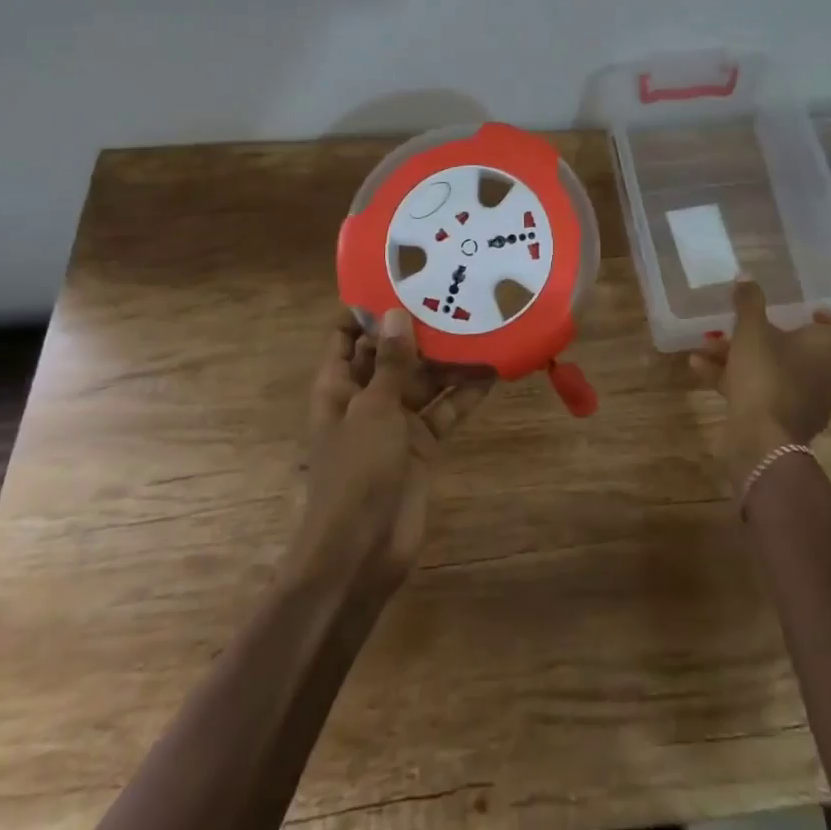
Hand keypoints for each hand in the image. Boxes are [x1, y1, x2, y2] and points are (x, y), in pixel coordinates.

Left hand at [289, 309, 492, 594]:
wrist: (360, 555)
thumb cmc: (354, 473)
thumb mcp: (373, 410)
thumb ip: (391, 363)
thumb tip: (399, 312)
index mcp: (338, 385)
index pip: (346, 334)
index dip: (367, 307)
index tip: (401, 275)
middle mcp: (367, 396)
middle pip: (393, 351)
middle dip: (419, 326)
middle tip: (454, 289)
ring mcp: (396, 421)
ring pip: (425, 378)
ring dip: (448, 357)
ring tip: (480, 320)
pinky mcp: (423, 443)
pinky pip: (446, 408)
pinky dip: (466, 392)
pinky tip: (493, 368)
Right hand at [690, 278, 830, 481]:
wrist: (761, 442)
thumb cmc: (768, 375)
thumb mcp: (752, 330)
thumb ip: (749, 302)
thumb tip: (745, 276)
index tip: (812, 313)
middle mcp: (829, 375)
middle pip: (812, 350)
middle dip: (776, 333)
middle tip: (752, 322)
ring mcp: (807, 399)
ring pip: (780, 368)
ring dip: (747, 354)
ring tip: (710, 342)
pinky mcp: (783, 418)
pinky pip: (762, 389)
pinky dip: (735, 377)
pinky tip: (698, 366)